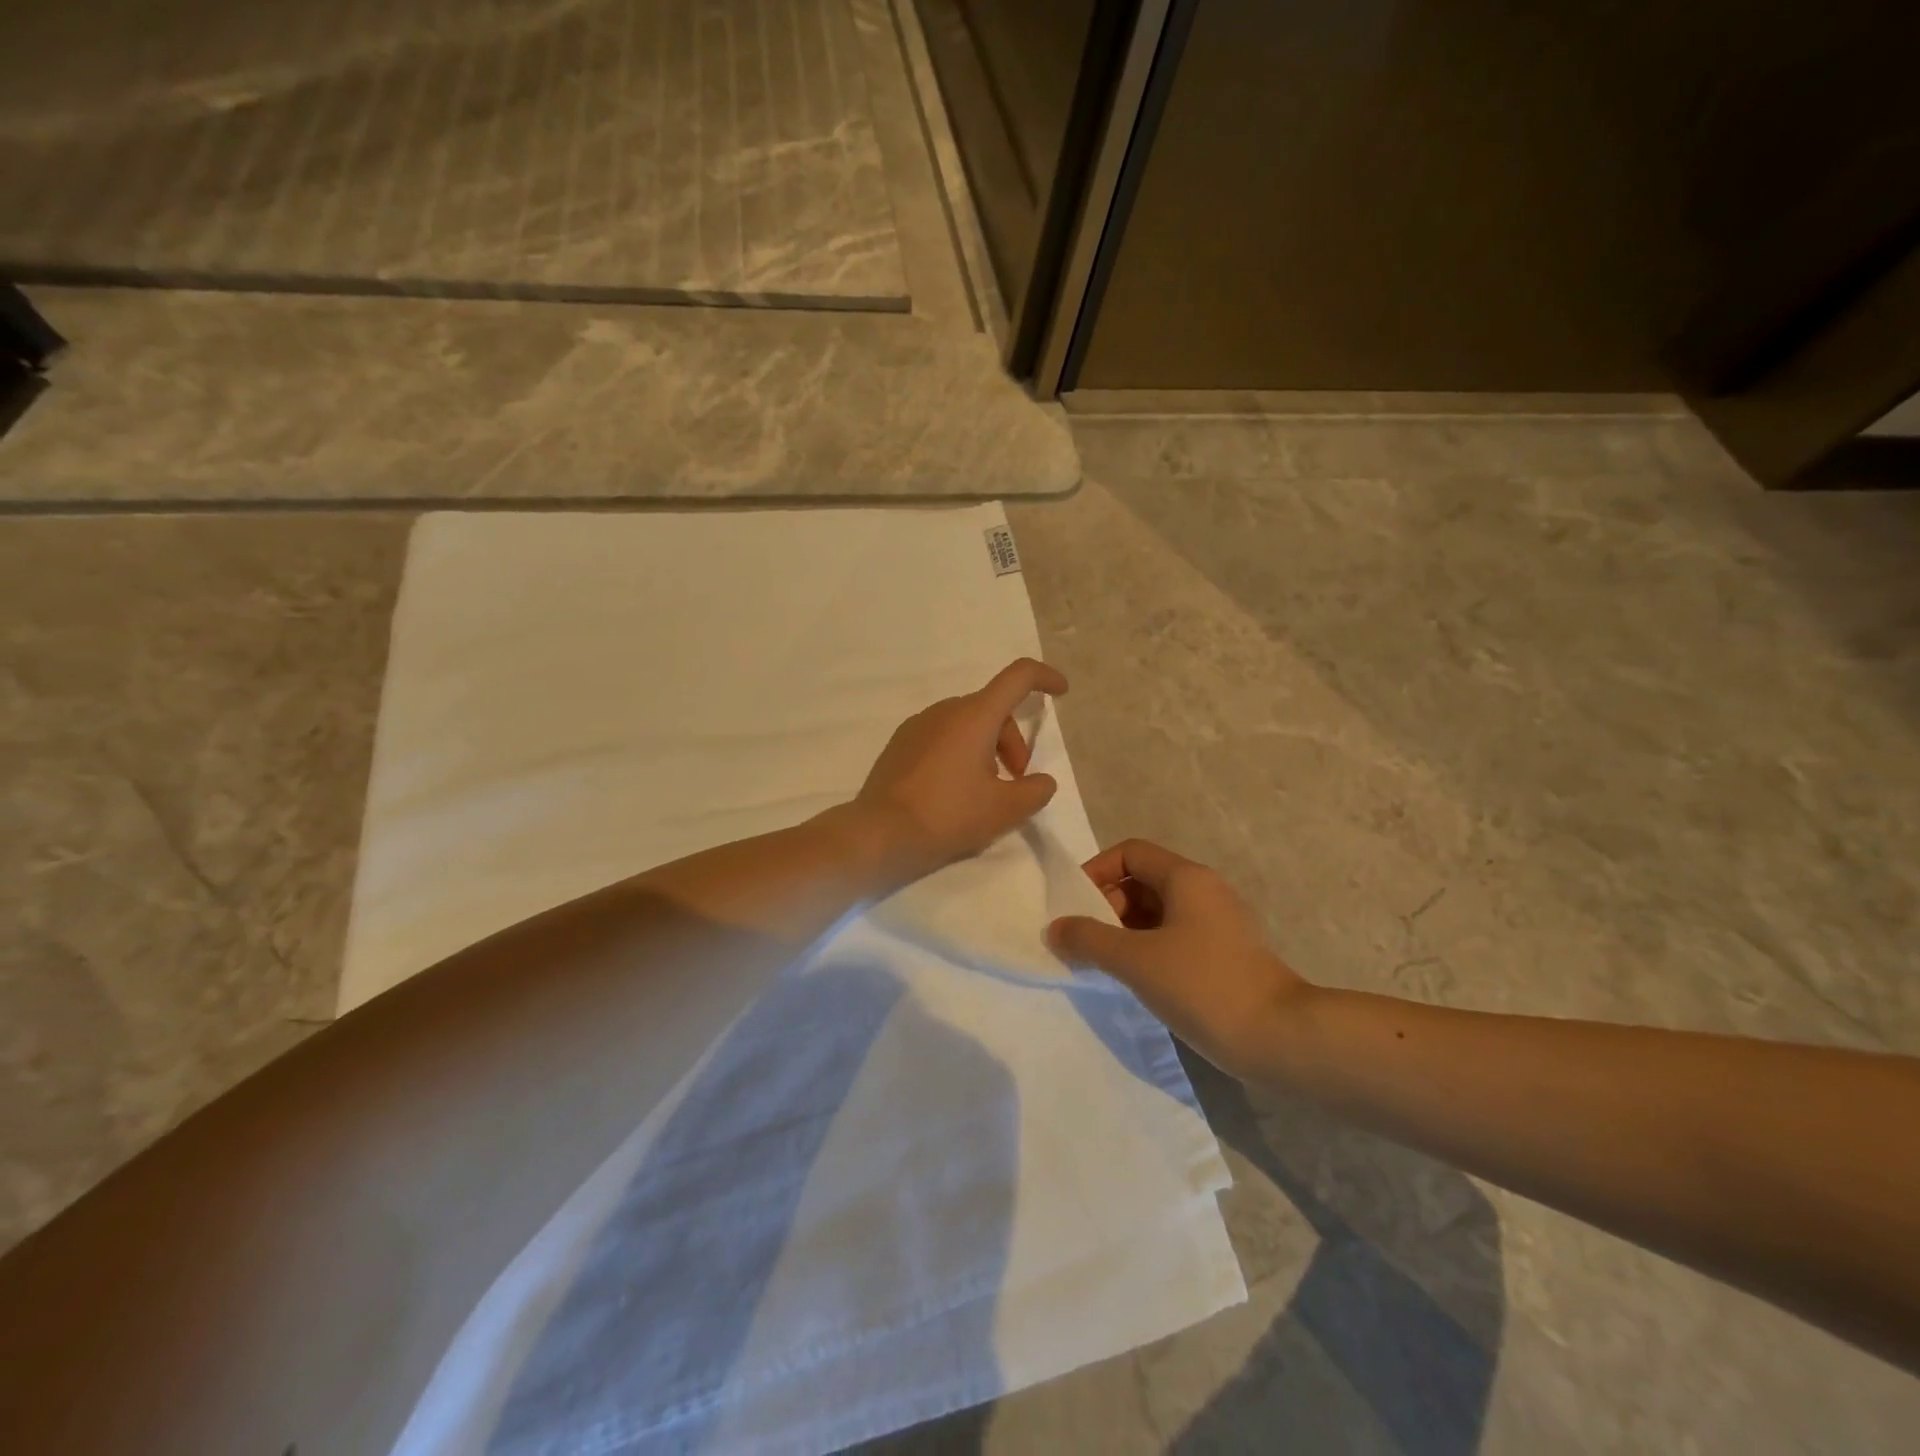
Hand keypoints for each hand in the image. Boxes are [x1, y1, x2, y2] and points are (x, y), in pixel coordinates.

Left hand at [853, 658, 1067, 883]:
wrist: (880, 833)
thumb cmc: (948, 815)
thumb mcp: (1005, 809)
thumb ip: (1035, 791)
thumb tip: (1041, 782)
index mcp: (974, 715)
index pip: (1018, 677)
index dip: (1045, 678)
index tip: (1061, 692)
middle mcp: (945, 710)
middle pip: (993, 709)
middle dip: (1013, 741)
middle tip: (1016, 780)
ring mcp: (917, 725)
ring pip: (966, 724)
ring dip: (986, 748)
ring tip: (985, 791)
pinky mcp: (899, 744)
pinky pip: (941, 737)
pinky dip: (959, 753)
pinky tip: (954, 792)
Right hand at [1048, 839, 1312, 1081]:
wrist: (1281, 1038)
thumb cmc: (1203, 986)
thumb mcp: (1135, 960)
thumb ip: (1088, 939)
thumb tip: (1056, 928)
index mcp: (1187, 878)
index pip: (1130, 853)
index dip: (1096, 872)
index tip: (1074, 907)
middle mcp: (1205, 891)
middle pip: (1143, 881)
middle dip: (1108, 906)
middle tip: (1088, 942)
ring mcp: (1220, 924)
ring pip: (1159, 912)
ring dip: (1126, 931)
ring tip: (1106, 965)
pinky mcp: (1227, 955)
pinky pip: (1176, 937)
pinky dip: (1149, 949)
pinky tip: (1138, 981)